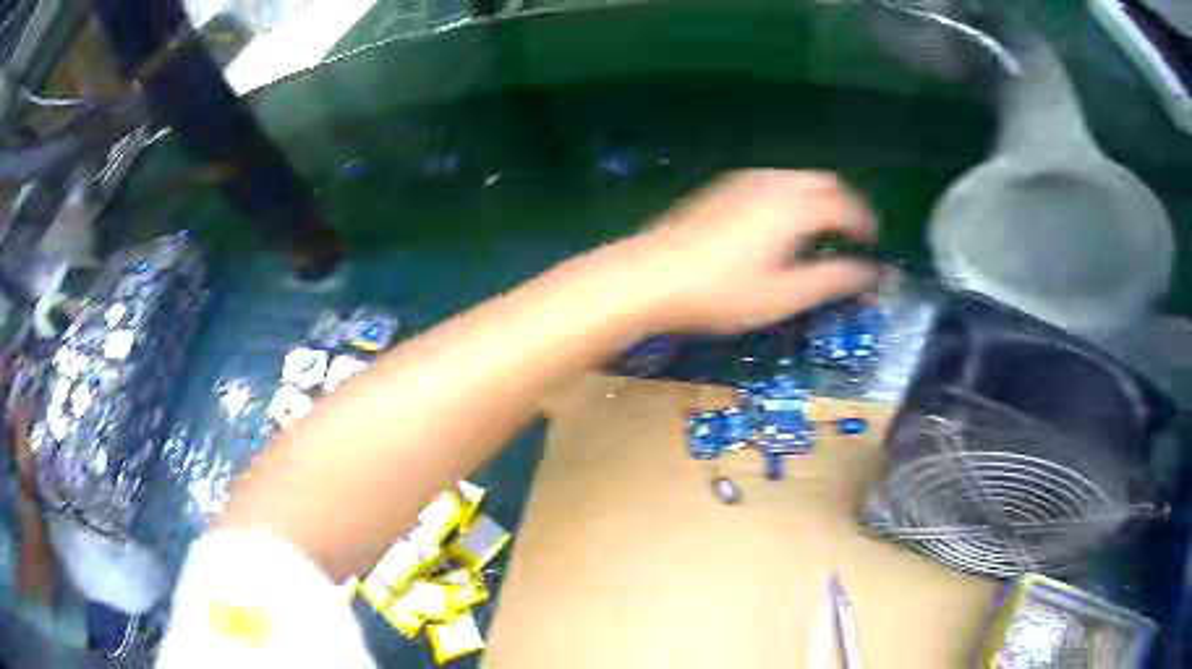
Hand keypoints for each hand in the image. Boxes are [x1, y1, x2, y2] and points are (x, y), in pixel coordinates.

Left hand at [625, 170, 878, 333]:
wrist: (651, 274)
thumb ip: (832, 280)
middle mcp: (775, 182)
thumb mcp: (783, 296)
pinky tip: (785, 220)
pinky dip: (795, 193)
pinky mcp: (725, 185)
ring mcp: (746, 179)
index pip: (845, 205)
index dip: (865, 222)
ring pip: (798, 176)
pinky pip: (775, 179)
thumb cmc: (721, 292)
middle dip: (846, 203)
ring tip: (825, 228)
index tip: (874, 241)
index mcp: (795, 207)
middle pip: (824, 181)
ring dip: (820, 195)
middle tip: (855, 233)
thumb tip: (871, 273)